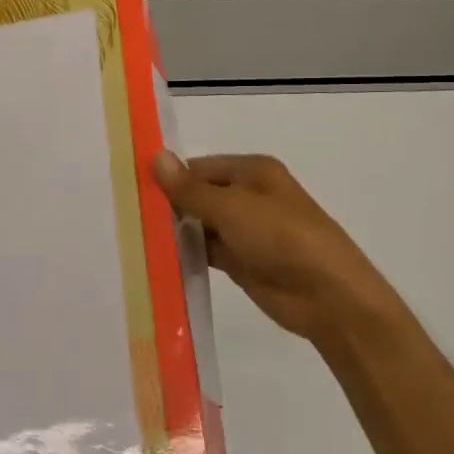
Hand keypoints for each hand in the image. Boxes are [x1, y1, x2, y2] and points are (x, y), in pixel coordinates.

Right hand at [153, 152, 400, 340]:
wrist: (328, 296)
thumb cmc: (282, 237)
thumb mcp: (232, 207)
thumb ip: (190, 189)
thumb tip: (155, 157)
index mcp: (252, 171)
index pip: (199, 167)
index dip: (169, 177)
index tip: (130, 188)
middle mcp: (248, 196)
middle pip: (199, 195)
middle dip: (169, 205)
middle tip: (124, 214)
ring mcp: (246, 231)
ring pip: (201, 225)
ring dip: (176, 231)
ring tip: (132, 237)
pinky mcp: (242, 262)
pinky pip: (207, 251)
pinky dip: (187, 254)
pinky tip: (157, 258)